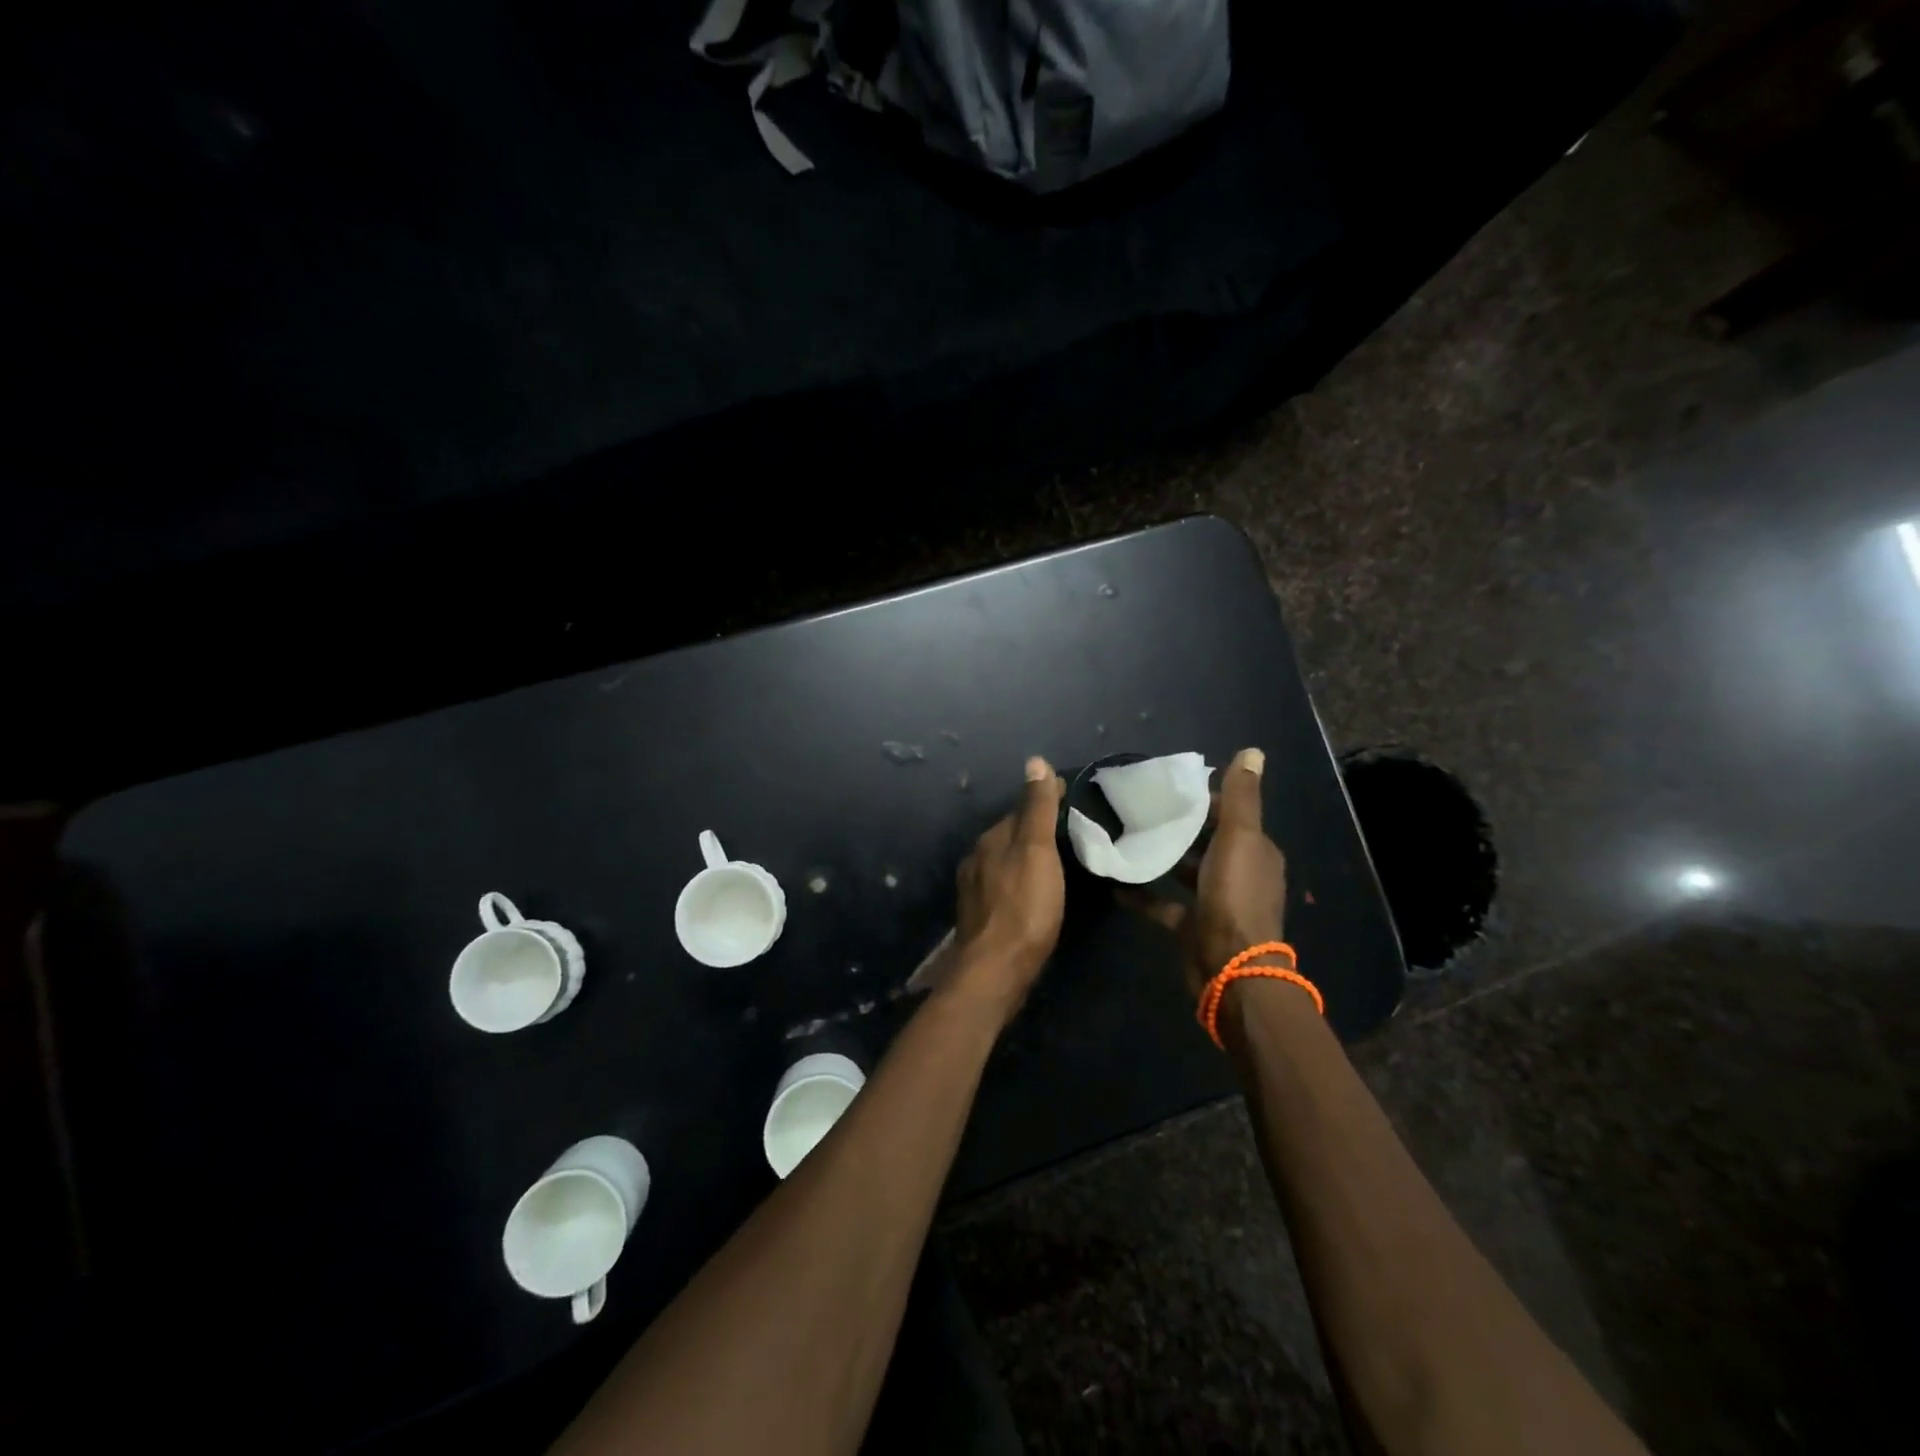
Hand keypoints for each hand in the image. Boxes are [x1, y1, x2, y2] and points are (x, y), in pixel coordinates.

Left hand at [948, 756, 1065, 1021]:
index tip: (1072, 797)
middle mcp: (977, 859)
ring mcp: (975, 890)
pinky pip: (1005, 886)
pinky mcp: (981, 917)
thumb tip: (1034, 761)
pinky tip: (1036, 892)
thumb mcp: (1036, 851)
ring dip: (1027, 857)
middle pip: (1011, 835)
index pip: (1020, 809)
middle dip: (1035, 830)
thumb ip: (1037, 809)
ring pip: (1006, 862)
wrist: (996, 970)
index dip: (1045, 801)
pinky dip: (1021, 881)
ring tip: (1058, 860)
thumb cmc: (1024, 907)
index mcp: (991, 839)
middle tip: (1071, 830)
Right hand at [1127, 747, 1287, 999]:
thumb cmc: (1234, 896)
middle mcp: (1239, 874)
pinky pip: (1163, 904)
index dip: (1205, 799)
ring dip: (1163, 855)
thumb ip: (1241, 797)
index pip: (1231, 815)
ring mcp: (1215, 903)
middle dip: (1180, 825)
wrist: (1229, 968)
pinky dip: (1143, 894)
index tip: (1169, 786)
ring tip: (1127, 836)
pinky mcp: (1192, 926)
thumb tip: (1252, 751)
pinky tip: (1116, 883)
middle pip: (1208, 842)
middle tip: (1141, 807)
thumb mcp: (1239, 839)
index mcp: (1255, 851)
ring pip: (1186, 871)